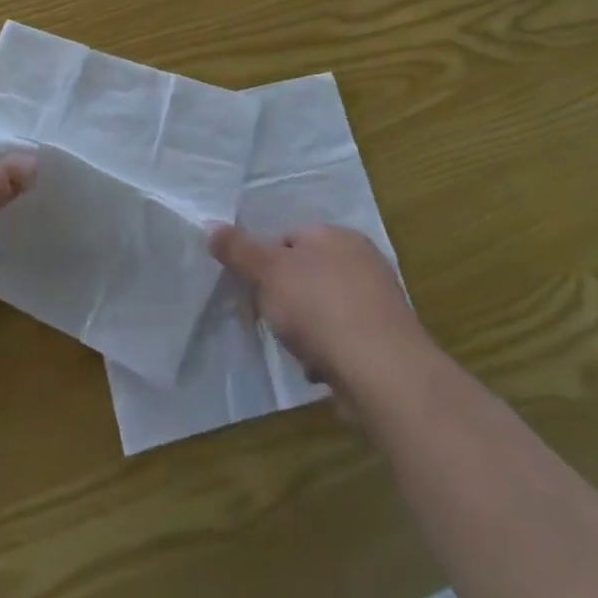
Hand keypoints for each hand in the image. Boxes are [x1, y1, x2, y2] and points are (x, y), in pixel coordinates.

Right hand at [209, 223, 427, 396]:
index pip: (290, 238)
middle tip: (270, 318)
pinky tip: (320, 369)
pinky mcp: (385, 341)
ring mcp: (377, 302)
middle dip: (285, 299)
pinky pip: (343, 340)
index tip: (253, 288)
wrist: (383, 372)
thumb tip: (211, 225)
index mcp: (336, 235)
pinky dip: (329, 352)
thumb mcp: (268, 272)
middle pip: (307, 274)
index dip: (266, 262)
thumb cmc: (320, 308)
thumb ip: (239, 250)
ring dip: (306, 330)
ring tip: (296, 348)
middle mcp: (362, 261)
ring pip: (323, 309)